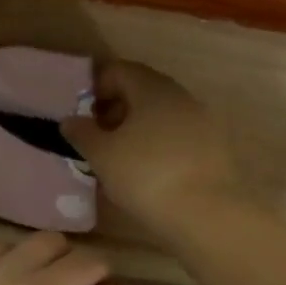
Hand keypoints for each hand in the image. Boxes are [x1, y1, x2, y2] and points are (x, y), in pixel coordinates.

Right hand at [61, 61, 242, 240]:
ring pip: (161, 115)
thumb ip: (82, 133)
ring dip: (137, 128)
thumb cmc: (146, 176)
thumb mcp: (102, 155)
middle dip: (115, 109)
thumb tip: (70, 120)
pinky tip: (147, 172)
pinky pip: (178, 136)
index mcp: (152, 88)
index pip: (118, 71)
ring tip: (118, 158)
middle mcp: (181, 96)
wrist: (207, 214)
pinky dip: (158, 145)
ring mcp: (202, 121)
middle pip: (142, 91)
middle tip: (96, 137)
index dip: (95, 88)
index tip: (81, 115)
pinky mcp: (214, 148)